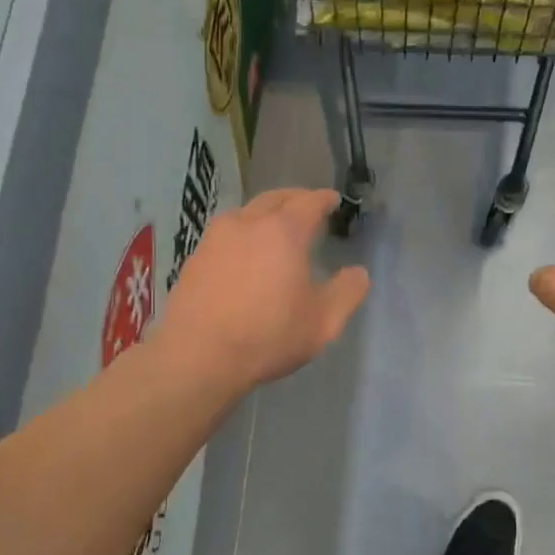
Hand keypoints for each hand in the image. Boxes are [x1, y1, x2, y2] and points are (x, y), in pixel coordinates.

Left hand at [161, 188, 370, 390]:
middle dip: (295, 199)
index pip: (309, 202)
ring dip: (265, 213)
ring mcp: (215, 238)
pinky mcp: (195, 257)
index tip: (333, 200)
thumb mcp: (323, 322)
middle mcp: (247, 223)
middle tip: (308, 207)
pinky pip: (225, 234)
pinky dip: (242, 234)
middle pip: (275, 198)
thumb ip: (347, 292)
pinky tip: (244, 254)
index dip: (324, 199)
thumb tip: (359, 273)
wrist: (198, 356)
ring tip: (276, 228)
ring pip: (246, 213)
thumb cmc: (268, 336)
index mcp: (284, 231)